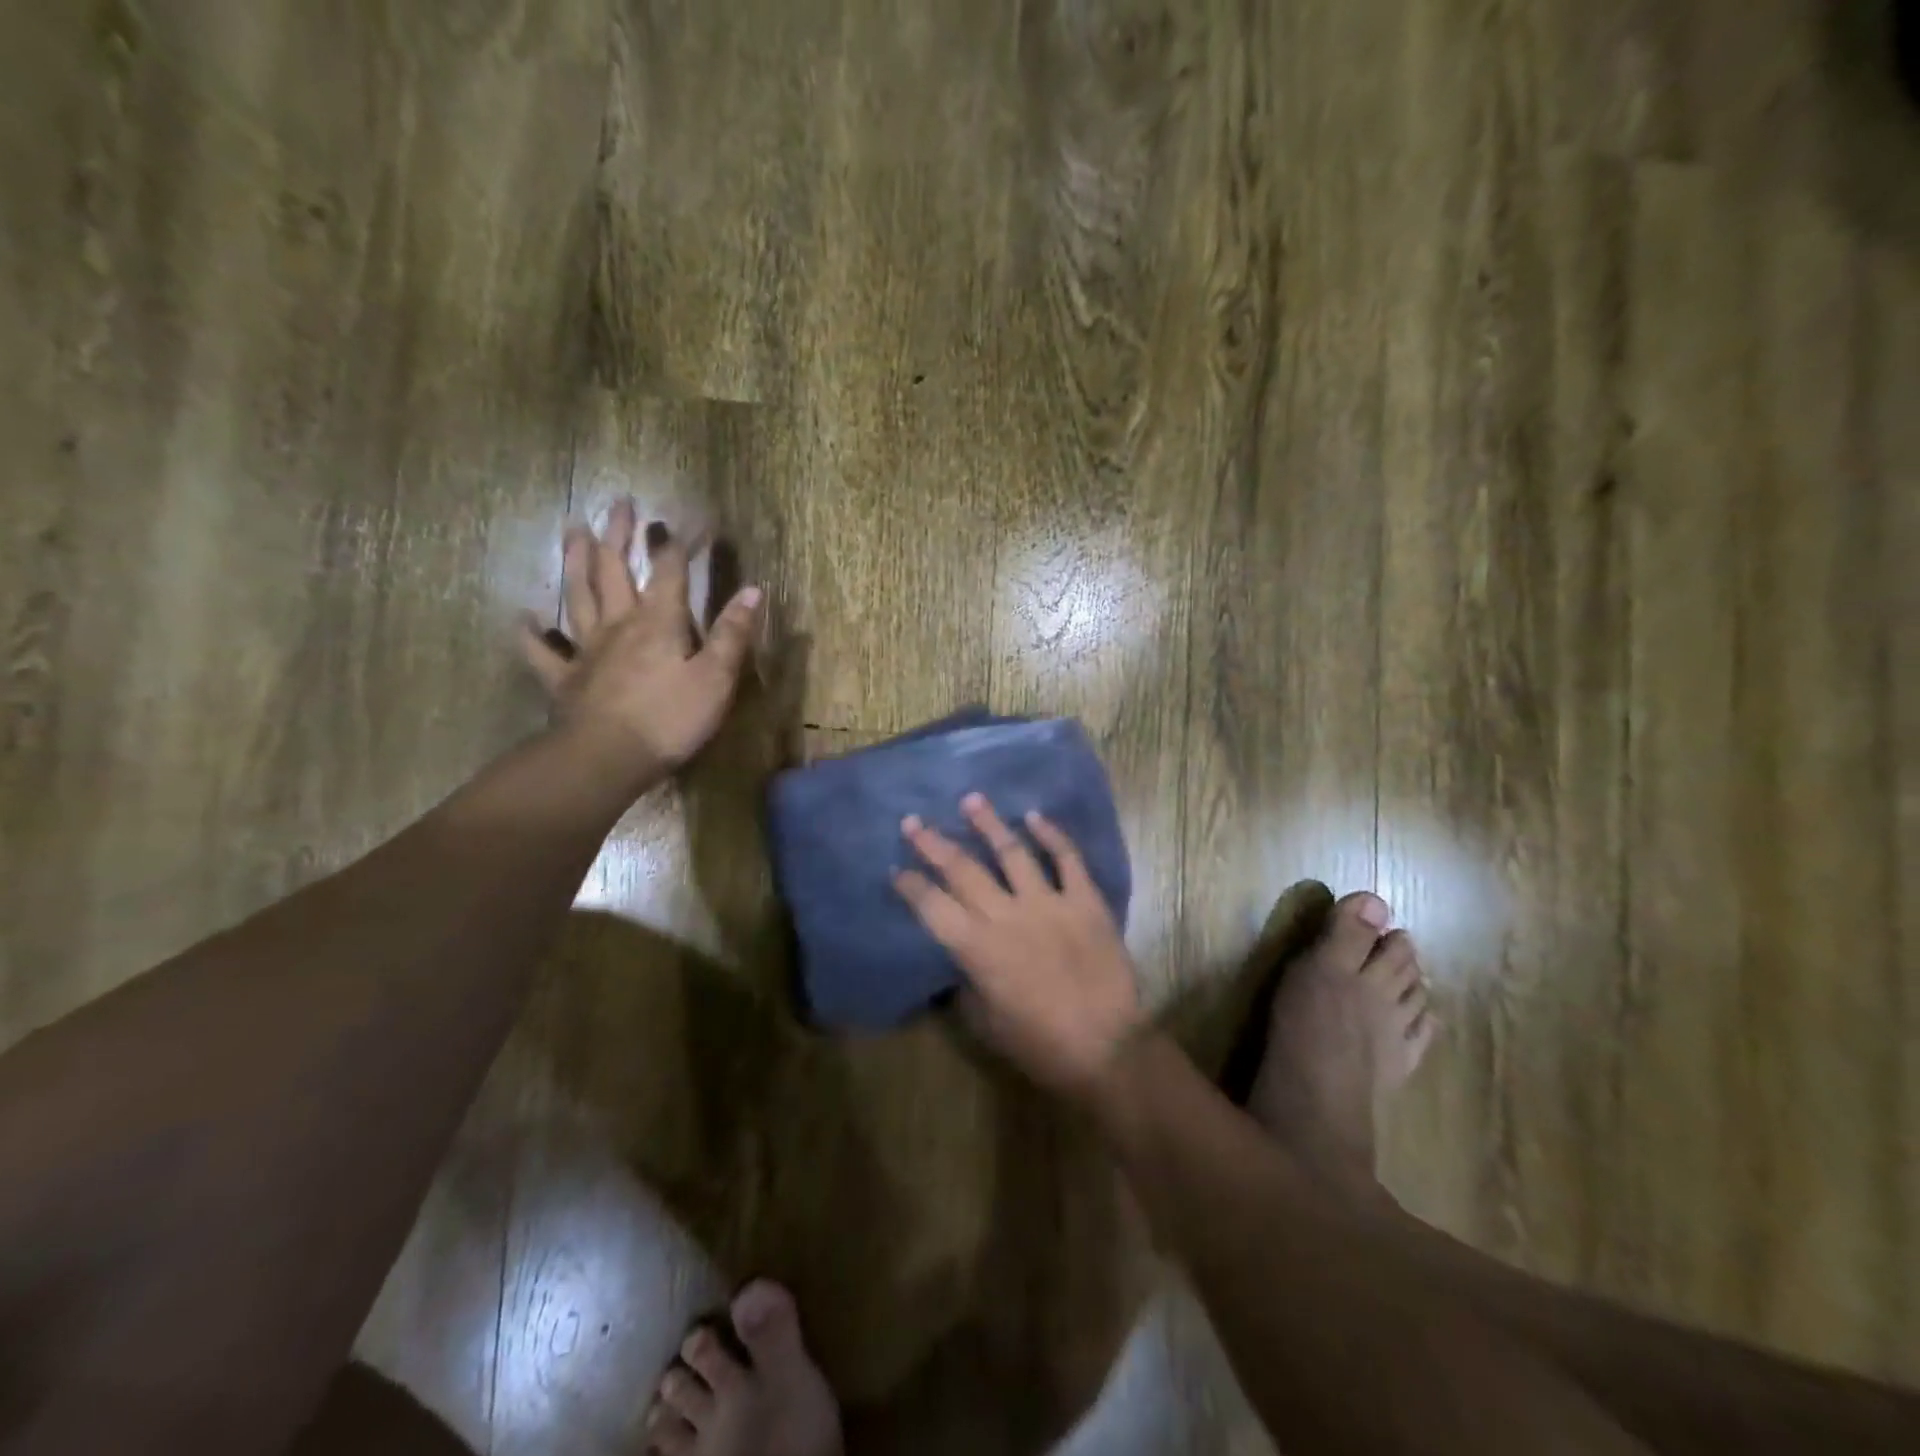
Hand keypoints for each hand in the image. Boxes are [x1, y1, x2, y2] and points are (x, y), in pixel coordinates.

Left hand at [521, 499, 761, 790]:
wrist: (607, 758)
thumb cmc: (670, 719)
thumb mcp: (716, 678)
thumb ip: (734, 634)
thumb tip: (753, 590)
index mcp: (658, 622)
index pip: (670, 571)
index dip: (680, 542)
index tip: (689, 517)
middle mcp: (619, 625)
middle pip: (614, 570)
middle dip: (618, 535)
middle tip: (618, 503)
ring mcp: (587, 650)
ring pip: (578, 596)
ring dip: (575, 561)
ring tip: (572, 530)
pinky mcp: (565, 680)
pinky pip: (542, 652)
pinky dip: (531, 634)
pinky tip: (524, 618)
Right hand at [894, 794, 1144, 1098]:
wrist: (1106, 1048)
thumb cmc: (1039, 1044)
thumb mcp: (985, 1022)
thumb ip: (966, 983)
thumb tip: (959, 960)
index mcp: (977, 948)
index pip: (932, 906)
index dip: (910, 885)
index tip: (896, 867)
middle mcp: (1006, 915)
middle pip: (962, 869)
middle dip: (933, 844)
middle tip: (913, 821)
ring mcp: (1048, 902)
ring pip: (1012, 852)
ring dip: (988, 824)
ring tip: (972, 799)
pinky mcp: (1085, 901)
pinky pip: (1067, 859)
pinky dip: (1052, 835)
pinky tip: (1035, 816)